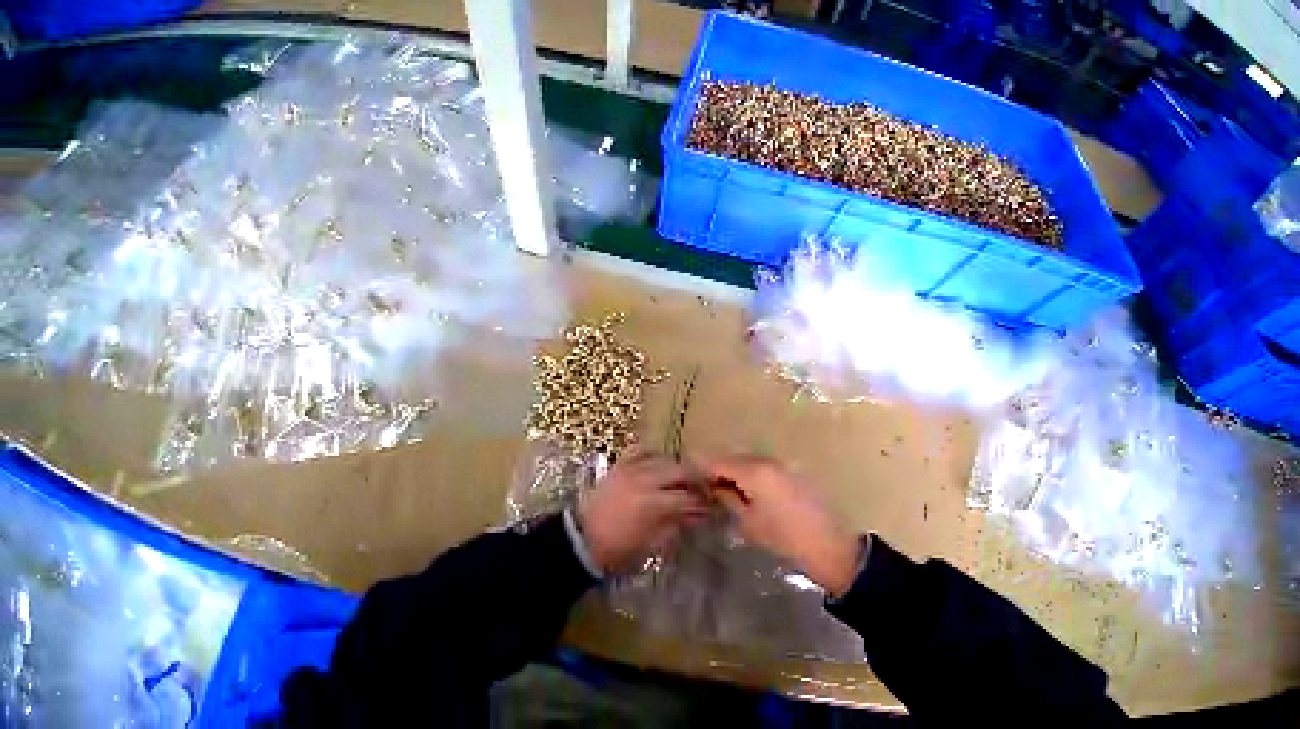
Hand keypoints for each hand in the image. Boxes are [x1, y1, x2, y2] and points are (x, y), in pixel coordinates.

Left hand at [577, 449, 707, 574]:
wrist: (581, 540)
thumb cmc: (617, 549)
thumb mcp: (650, 545)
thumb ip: (675, 525)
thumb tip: (696, 514)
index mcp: (653, 504)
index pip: (687, 497)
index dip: (702, 502)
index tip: (711, 506)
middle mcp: (645, 480)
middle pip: (680, 470)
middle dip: (696, 479)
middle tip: (703, 488)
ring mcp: (631, 469)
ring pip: (663, 459)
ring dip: (677, 467)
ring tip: (683, 477)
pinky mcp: (620, 465)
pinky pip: (640, 450)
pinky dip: (652, 454)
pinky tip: (658, 462)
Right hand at [702, 454, 862, 596]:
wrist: (833, 547)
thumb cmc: (785, 538)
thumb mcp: (750, 522)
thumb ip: (728, 499)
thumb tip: (714, 488)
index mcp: (754, 471)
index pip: (719, 462)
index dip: (703, 467)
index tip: (691, 476)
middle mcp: (767, 461)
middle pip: (734, 458)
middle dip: (718, 468)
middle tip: (706, 485)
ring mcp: (782, 464)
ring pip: (748, 461)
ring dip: (735, 470)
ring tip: (725, 488)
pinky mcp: (792, 471)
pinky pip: (763, 466)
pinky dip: (751, 473)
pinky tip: (747, 489)